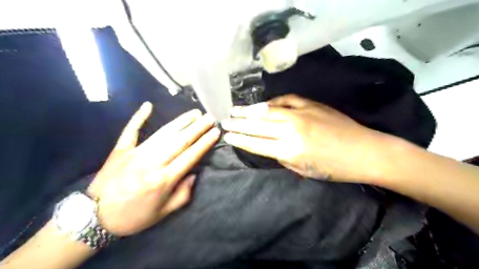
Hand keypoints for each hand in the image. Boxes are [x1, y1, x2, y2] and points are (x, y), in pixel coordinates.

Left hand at [87, 102, 220, 235]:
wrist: (93, 218)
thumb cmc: (133, 217)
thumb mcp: (163, 213)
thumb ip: (183, 194)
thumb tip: (194, 174)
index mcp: (164, 179)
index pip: (190, 156)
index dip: (205, 143)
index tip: (215, 132)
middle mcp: (153, 162)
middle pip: (180, 141)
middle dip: (198, 128)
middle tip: (210, 117)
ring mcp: (136, 153)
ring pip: (163, 133)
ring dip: (181, 121)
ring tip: (194, 113)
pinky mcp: (121, 149)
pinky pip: (131, 130)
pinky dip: (139, 117)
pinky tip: (148, 105)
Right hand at [220, 94, 396, 181]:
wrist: (364, 151)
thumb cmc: (335, 167)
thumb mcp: (304, 169)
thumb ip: (282, 157)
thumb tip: (269, 146)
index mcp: (289, 150)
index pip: (256, 143)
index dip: (240, 139)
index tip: (227, 135)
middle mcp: (291, 130)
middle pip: (257, 125)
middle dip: (238, 123)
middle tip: (224, 120)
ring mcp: (301, 114)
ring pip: (267, 111)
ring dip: (249, 111)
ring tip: (234, 110)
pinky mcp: (310, 104)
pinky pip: (285, 100)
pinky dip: (271, 102)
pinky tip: (262, 105)